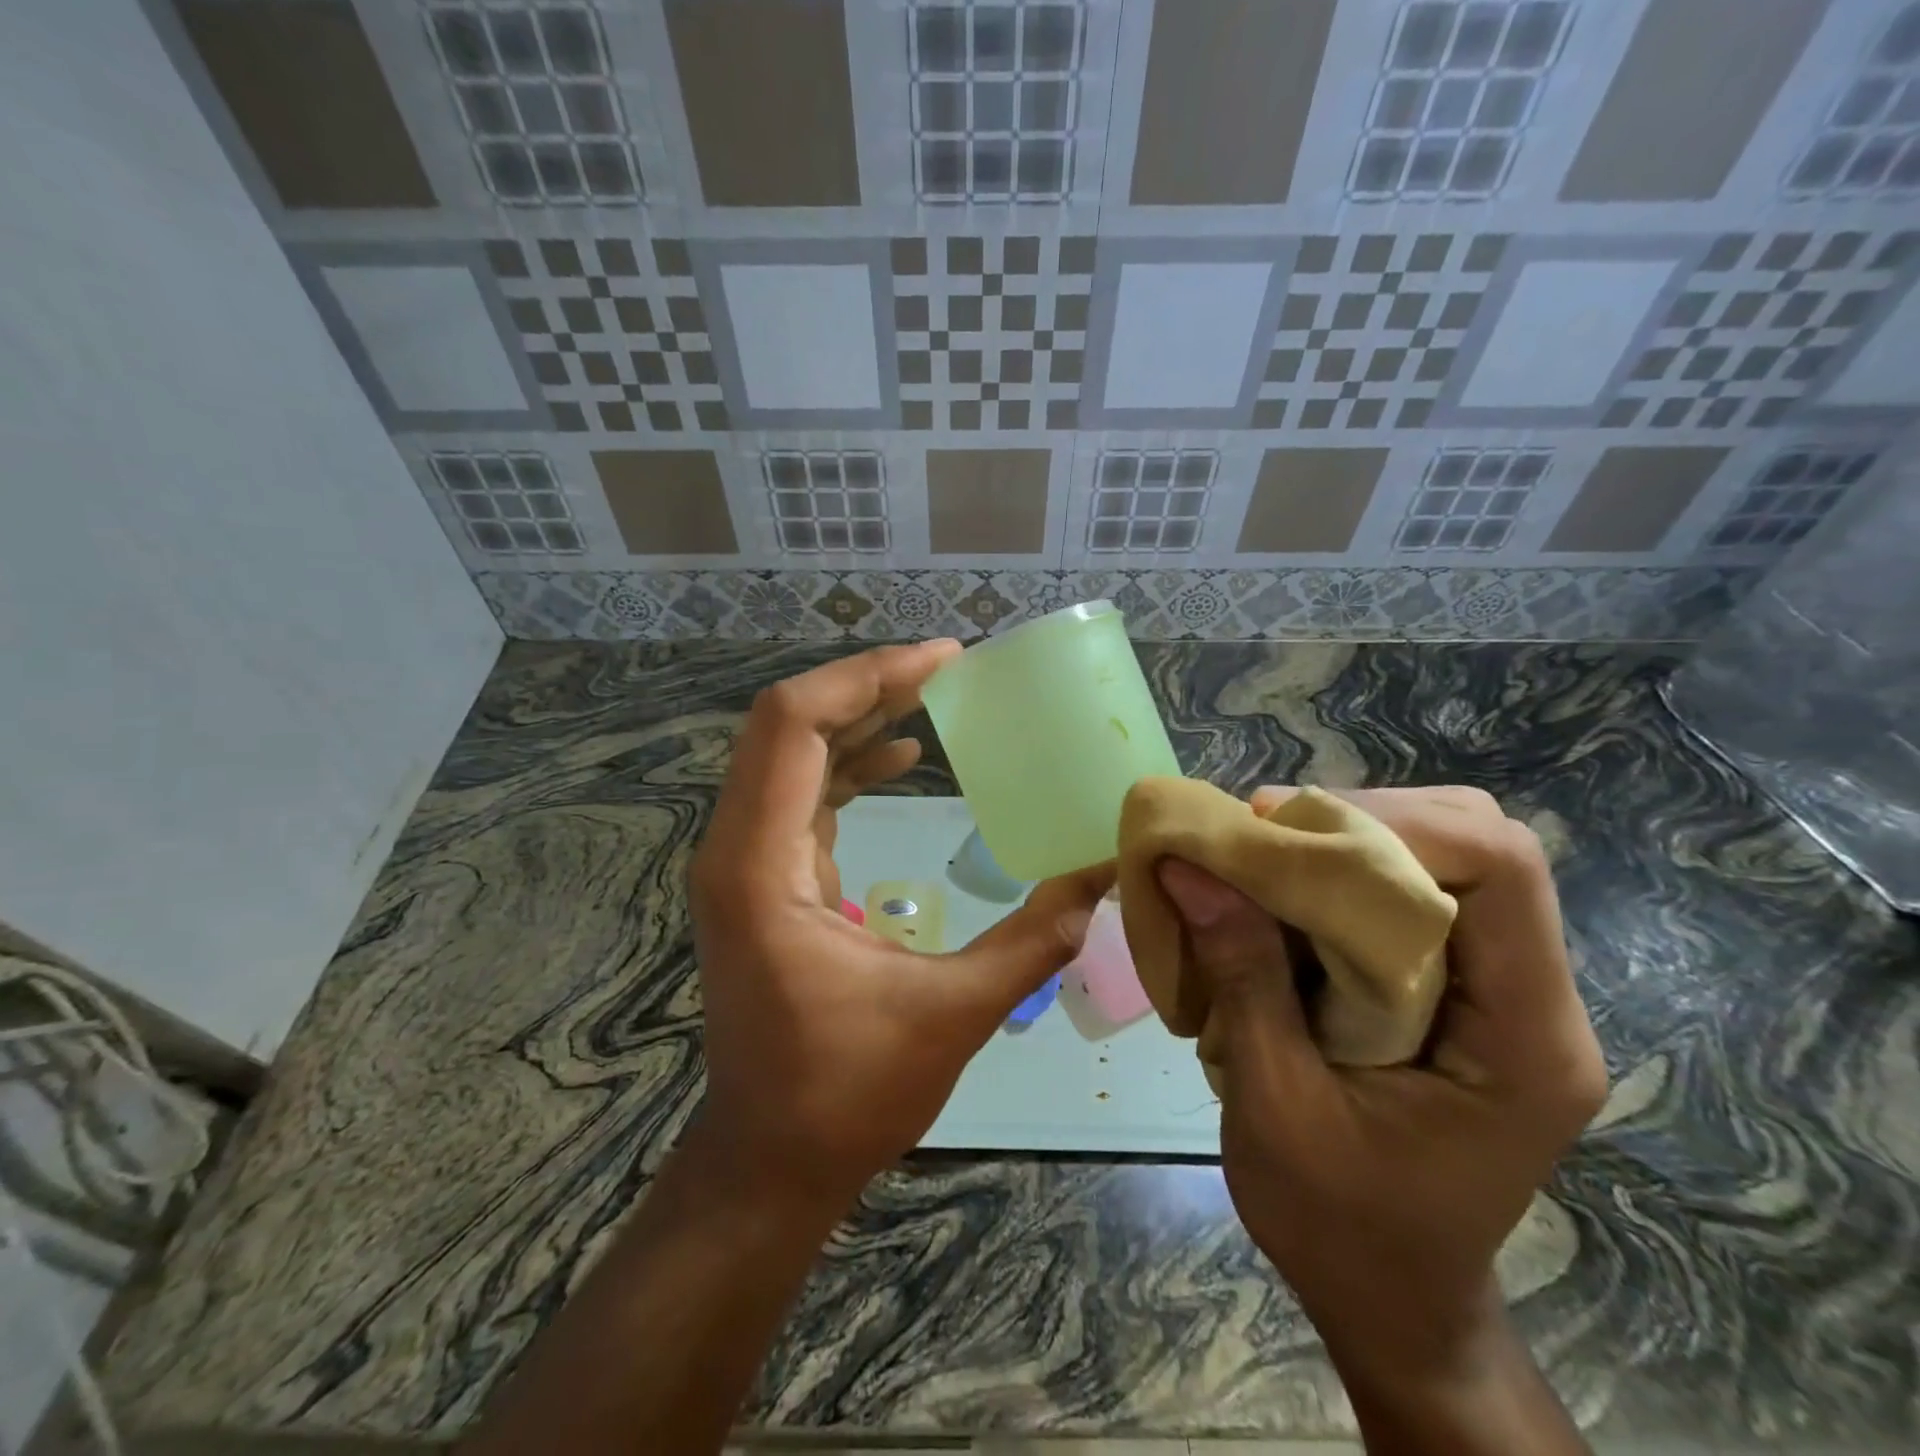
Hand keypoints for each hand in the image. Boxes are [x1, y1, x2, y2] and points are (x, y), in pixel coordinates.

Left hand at [689, 641, 1111, 1209]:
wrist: (769, 1159)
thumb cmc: (847, 1093)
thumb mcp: (953, 1012)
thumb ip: (1036, 938)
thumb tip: (1105, 874)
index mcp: (761, 867)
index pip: (792, 725)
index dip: (866, 677)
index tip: (942, 661)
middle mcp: (736, 848)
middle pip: (785, 724)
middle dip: (866, 685)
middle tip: (945, 668)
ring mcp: (742, 861)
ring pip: (789, 752)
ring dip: (857, 715)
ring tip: (931, 694)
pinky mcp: (762, 876)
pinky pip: (799, 790)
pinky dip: (848, 760)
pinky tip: (899, 753)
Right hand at [1156, 786, 1606, 1386]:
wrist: (1390, 1300)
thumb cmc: (1338, 1227)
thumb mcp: (1274, 1104)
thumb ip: (1242, 976)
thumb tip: (1189, 866)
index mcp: (1522, 1038)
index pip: (1500, 869)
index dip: (1392, 824)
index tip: (1278, 830)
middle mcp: (1533, 999)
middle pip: (1479, 844)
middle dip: (1363, 821)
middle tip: (1262, 838)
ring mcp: (1499, 992)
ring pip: (1444, 858)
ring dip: (1347, 842)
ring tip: (1262, 861)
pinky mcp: (1459, 992)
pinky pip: (1412, 894)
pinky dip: (1341, 876)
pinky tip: (1281, 897)